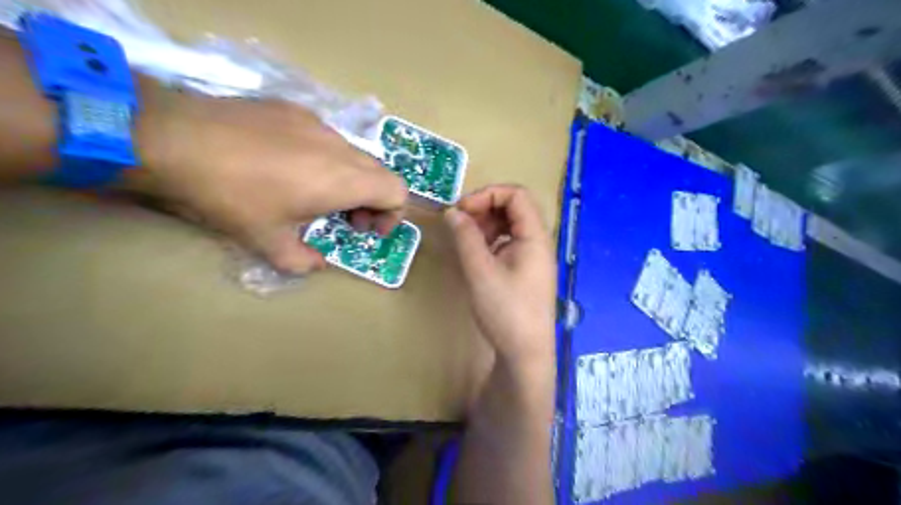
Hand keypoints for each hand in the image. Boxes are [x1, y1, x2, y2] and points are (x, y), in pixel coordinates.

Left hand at [127, 80, 408, 273]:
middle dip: (373, 201)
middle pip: (380, 173)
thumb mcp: (266, 242)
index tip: (367, 230)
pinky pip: (325, 138)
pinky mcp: (292, 109)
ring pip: (353, 154)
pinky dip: (325, 159)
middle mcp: (339, 147)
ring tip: (315, 193)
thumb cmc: (230, 196)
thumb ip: (303, 261)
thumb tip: (317, 265)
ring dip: (349, 179)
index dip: (393, 215)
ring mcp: (316, 123)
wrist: (171, 138)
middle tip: (345, 219)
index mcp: (342, 180)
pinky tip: (286, 165)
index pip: (397, 191)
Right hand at [443, 186, 556, 365]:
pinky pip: (509, 243)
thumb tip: (452, 212)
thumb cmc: (506, 311)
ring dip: (486, 224)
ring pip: (510, 225)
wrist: (526, 353)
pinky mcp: (526, 270)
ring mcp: (533, 257)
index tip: (462, 210)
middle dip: (485, 208)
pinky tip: (477, 254)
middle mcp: (538, 242)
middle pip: (514, 207)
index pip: (516, 194)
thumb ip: (465, 237)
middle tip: (460, 223)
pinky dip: (491, 240)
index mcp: (535, 236)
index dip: (487, 194)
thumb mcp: (480, 272)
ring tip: (465, 238)